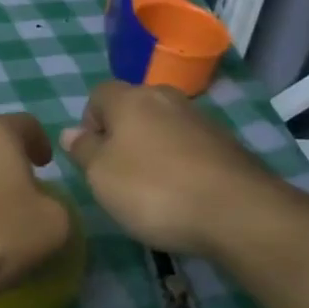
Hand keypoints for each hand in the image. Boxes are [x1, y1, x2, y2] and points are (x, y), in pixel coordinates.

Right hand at [59, 81, 287, 257]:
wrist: (238, 212)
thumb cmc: (154, 189)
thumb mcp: (100, 176)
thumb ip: (82, 151)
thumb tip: (71, 132)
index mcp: (130, 98)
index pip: (98, 95)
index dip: (89, 123)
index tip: (92, 157)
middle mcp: (166, 98)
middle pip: (133, 108)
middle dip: (122, 136)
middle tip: (118, 174)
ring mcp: (201, 119)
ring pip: (163, 127)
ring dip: (153, 150)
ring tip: (152, 190)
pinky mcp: (227, 144)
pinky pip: (190, 147)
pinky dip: (181, 164)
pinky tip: (183, 195)